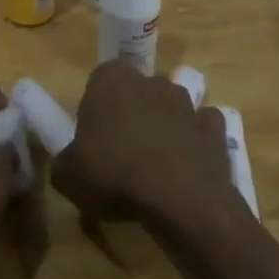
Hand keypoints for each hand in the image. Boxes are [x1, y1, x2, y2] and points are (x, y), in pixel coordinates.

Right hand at [53, 61, 235, 227]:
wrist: (181, 201)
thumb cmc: (114, 176)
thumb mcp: (67, 176)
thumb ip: (64, 161)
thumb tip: (70, 163)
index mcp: (111, 81)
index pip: (101, 77)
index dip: (97, 104)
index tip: (93, 133)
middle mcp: (151, 81)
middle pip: (137, 90)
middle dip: (132, 111)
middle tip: (122, 149)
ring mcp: (187, 103)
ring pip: (170, 106)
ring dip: (164, 125)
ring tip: (156, 164)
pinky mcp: (214, 127)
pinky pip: (201, 127)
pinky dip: (195, 141)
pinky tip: (187, 166)